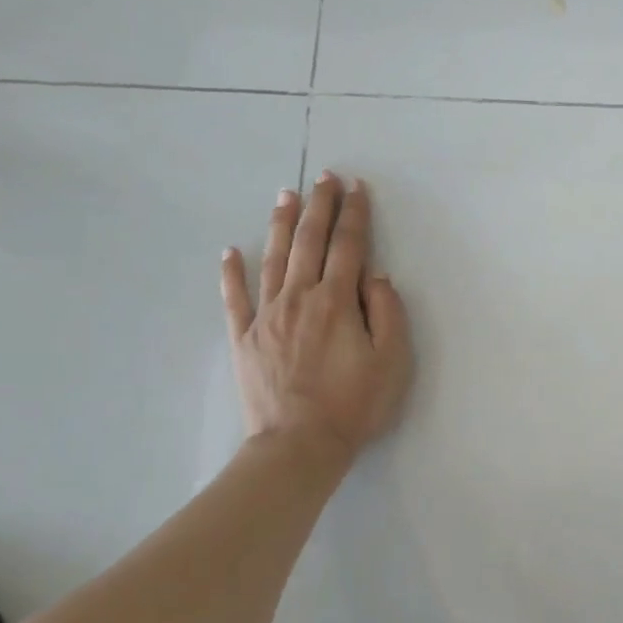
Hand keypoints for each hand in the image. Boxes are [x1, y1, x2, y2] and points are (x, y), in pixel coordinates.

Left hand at [220, 174, 412, 462]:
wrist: (300, 444)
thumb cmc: (355, 404)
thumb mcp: (392, 360)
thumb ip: (387, 312)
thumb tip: (374, 277)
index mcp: (336, 302)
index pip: (349, 247)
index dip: (355, 215)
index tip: (357, 188)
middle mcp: (299, 298)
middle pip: (309, 242)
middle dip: (320, 206)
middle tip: (325, 178)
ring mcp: (266, 316)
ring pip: (272, 259)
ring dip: (280, 224)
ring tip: (286, 195)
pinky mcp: (244, 338)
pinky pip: (235, 298)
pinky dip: (231, 273)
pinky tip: (230, 252)